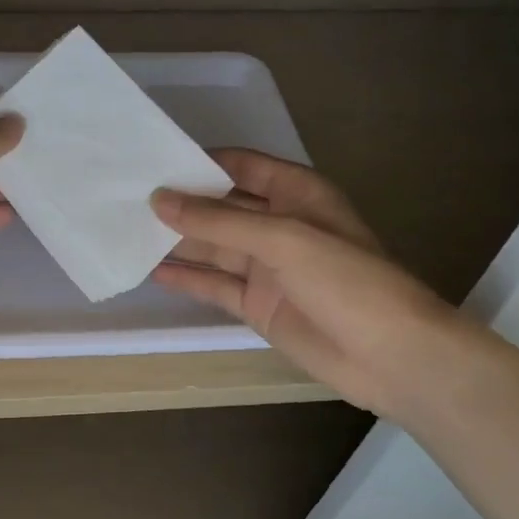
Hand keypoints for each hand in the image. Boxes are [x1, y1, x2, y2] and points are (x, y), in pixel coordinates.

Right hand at [151, 149, 457, 420]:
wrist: (392, 357)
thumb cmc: (346, 281)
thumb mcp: (282, 239)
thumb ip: (218, 221)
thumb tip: (158, 200)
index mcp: (295, 192)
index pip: (239, 166)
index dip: (198, 162)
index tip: (151, 160)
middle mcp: (278, 224)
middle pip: (220, 206)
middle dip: (179, 202)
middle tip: (125, 197)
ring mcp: (266, 267)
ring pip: (213, 246)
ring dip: (176, 240)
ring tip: (126, 230)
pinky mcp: (258, 304)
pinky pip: (215, 285)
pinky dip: (186, 278)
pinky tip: (151, 270)